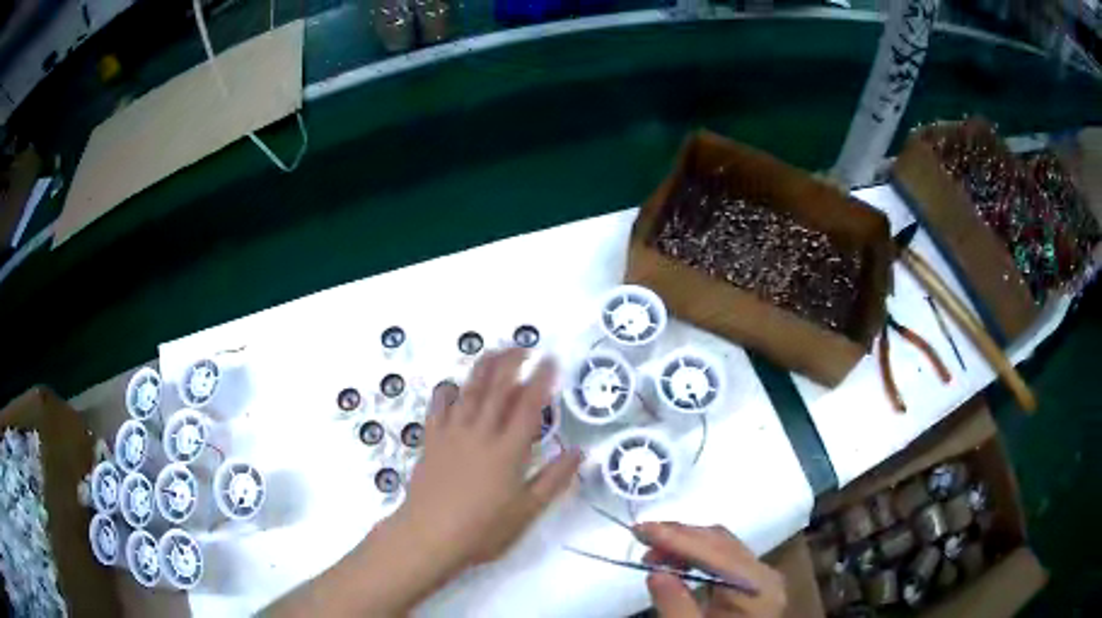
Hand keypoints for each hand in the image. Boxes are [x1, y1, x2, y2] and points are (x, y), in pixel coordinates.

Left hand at [395, 348, 581, 570]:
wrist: (430, 535)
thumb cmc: (483, 529)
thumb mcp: (527, 511)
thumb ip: (553, 480)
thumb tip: (579, 452)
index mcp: (508, 450)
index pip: (529, 406)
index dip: (541, 379)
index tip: (551, 359)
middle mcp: (480, 433)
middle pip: (497, 388)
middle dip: (512, 362)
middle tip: (524, 347)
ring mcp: (452, 434)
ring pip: (468, 391)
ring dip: (483, 368)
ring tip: (494, 352)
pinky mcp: (431, 440)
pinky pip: (438, 407)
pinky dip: (447, 392)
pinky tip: (452, 385)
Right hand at [635, 522, 786, 617]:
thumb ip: (676, 606)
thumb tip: (655, 572)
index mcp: (758, 587)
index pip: (716, 552)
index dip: (677, 538)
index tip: (640, 530)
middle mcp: (764, 574)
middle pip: (721, 542)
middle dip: (680, 537)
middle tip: (641, 538)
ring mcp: (759, 578)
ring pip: (722, 546)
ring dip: (685, 544)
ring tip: (652, 554)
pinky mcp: (749, 584)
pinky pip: (723, 559)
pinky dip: (695, 556)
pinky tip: (675, 563)